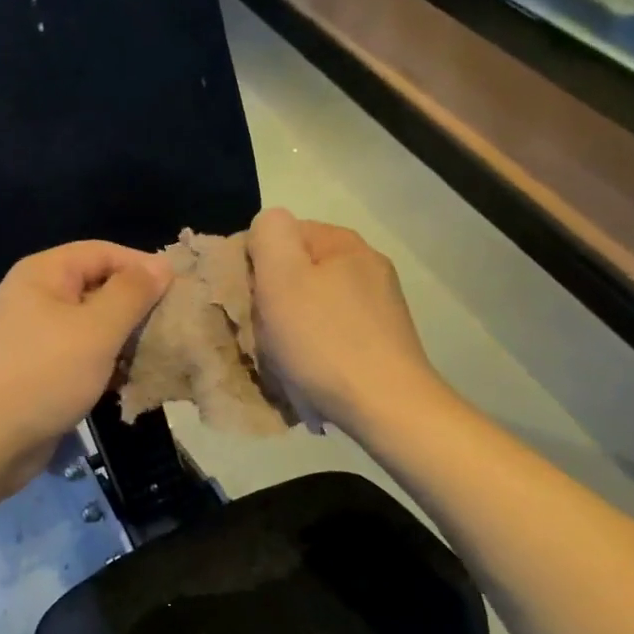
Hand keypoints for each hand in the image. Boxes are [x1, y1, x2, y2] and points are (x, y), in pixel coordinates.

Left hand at [0, 241, 173, 498]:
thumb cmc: (41, 375)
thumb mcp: (95, 330)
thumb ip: (131, 294)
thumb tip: (160, 265)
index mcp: (44, 273)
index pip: (103, 252)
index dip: (142, 266)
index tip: (180, 292)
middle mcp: (35, 298)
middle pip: (97, 288)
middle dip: (136, 307)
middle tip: (174, 329)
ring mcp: (33, 338)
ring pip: (90, 327)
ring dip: (123, 341)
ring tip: (159, 358)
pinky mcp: (35, 373)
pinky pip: (78, 358)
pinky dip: (104, 366)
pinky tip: (129, 383)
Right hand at [249, 208, 435, 431]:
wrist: (386, 406)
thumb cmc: (324, 341)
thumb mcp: (282, 278)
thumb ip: (269, 235)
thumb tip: (267, 227)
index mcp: (344, 243)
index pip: (282, 234)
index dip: (255, 262)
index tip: (246, 298)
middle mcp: (368, 266)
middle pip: (299, 271)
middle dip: (274, 298)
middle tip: (262, 330)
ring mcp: (380, 305)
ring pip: (314, 305)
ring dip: (292, 327)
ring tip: (284, 356)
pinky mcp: (384, 340)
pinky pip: (333, 333)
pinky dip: (316, 347)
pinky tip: (310, 370)